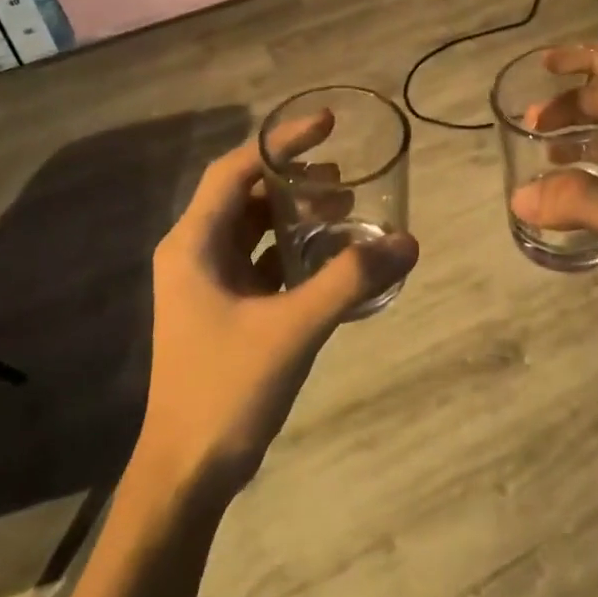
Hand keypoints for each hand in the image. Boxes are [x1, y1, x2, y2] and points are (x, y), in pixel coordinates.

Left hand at [139, 132, 418, 499]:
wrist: (189, 470)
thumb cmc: (226, 389)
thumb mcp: (293, 328)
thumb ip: (350, 281)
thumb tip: (408, 242)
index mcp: (193, 244)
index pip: (236, 169)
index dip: (281, 142)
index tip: (328, 126)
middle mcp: (195, 253)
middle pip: (246, 196)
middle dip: (295, 182)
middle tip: (346, 180)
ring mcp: (209, 283)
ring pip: (256, 229)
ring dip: (298, 216)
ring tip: (347, 210)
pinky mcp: (226, 309)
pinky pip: (264, 262)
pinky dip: (296, 251)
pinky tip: (333, 257)